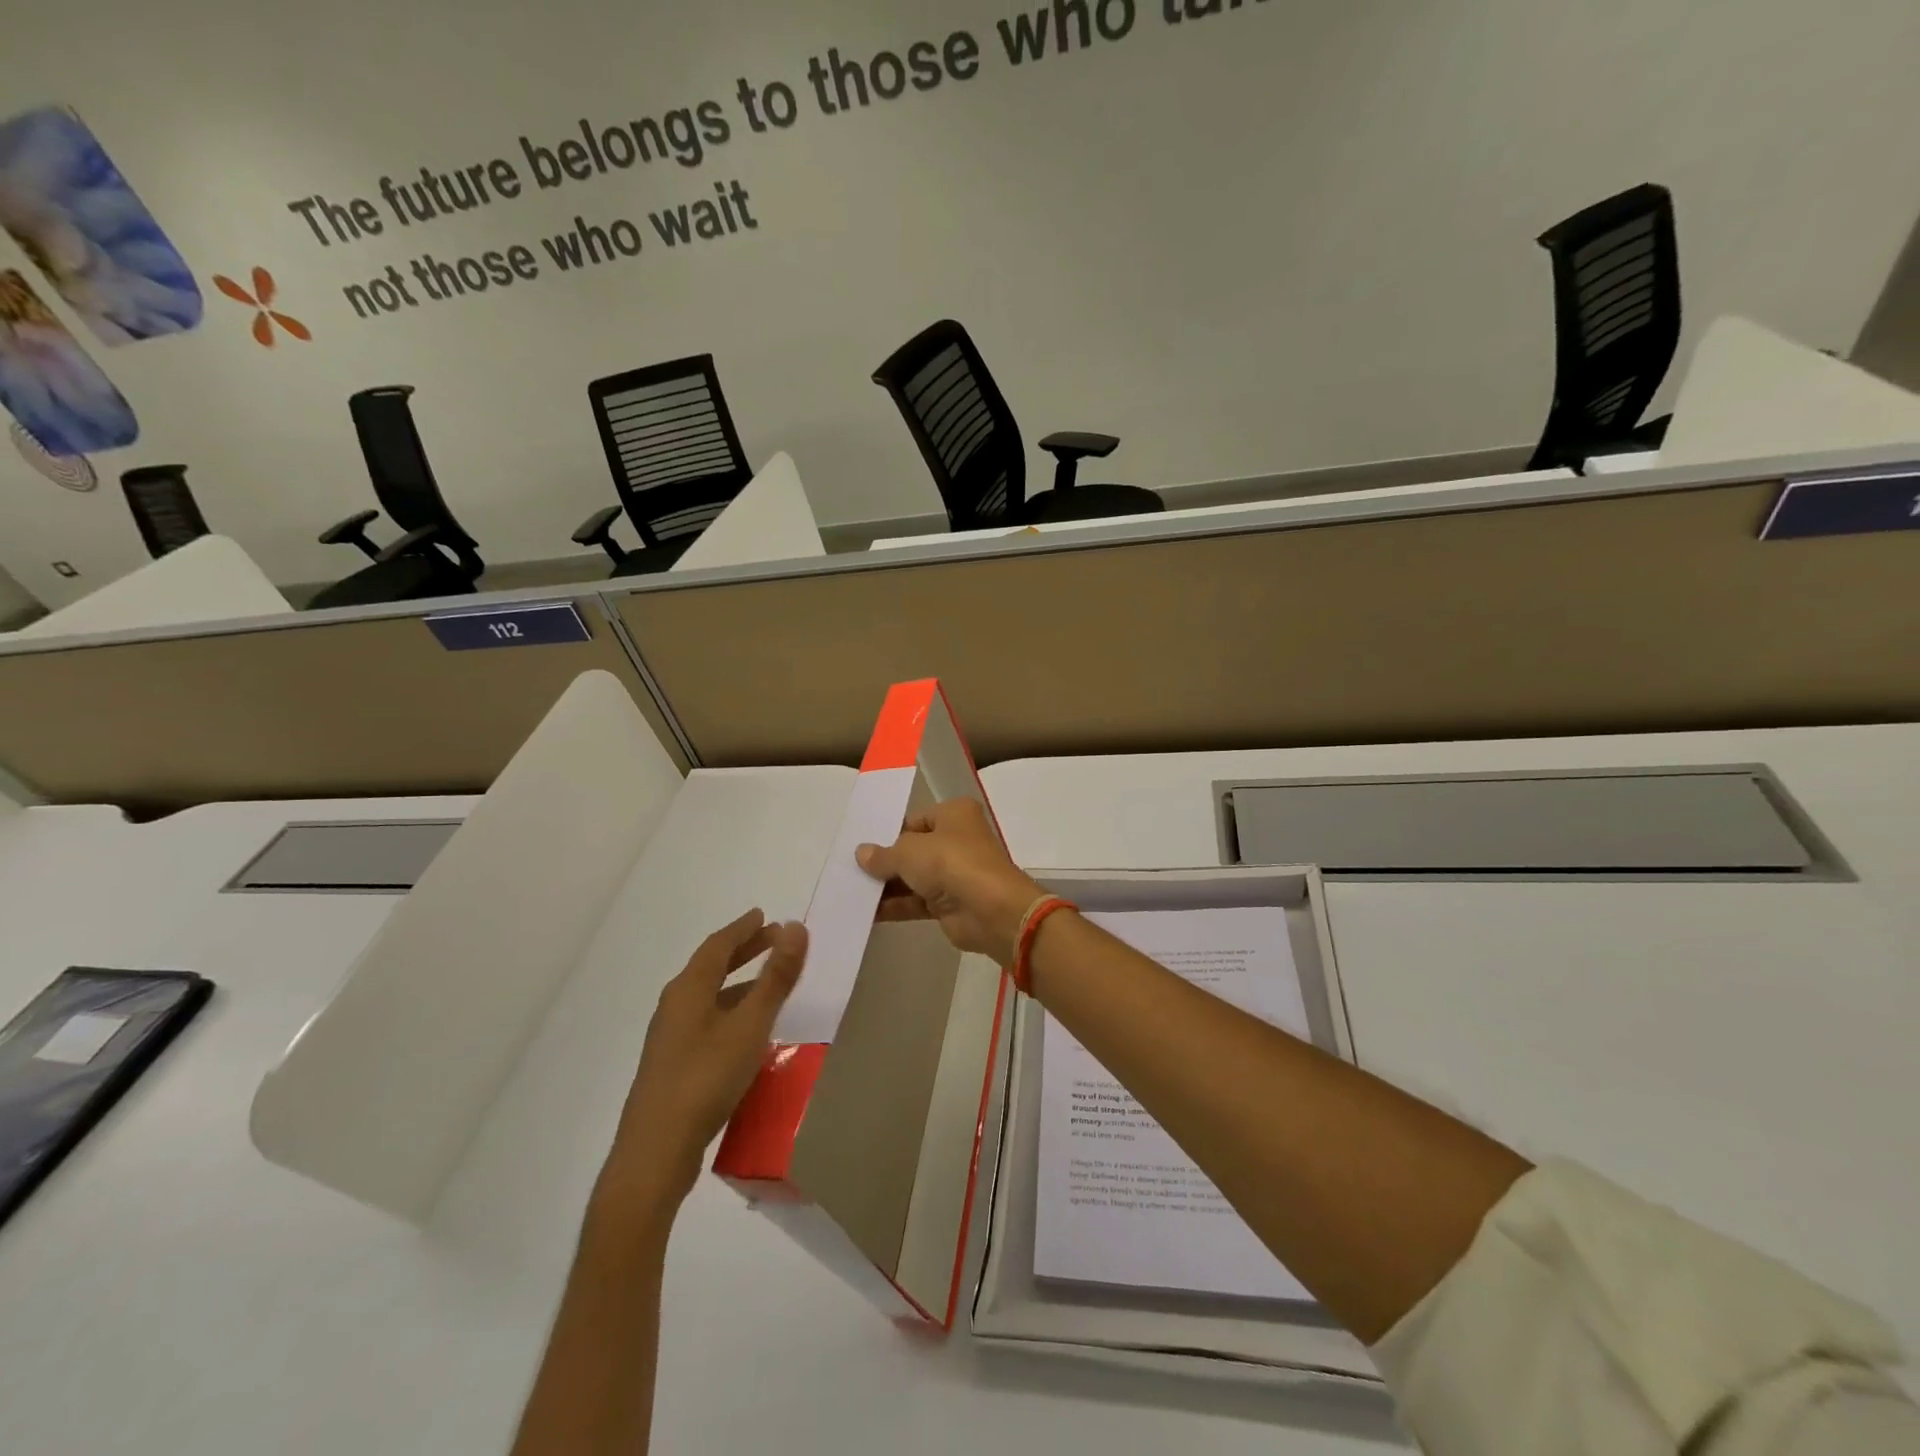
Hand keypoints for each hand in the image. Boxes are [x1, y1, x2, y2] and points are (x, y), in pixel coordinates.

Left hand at [592, 910, 807, 1229]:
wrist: (656, 1152)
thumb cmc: (706, 1078)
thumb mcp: (750, 1024)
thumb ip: (775, 977)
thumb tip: (796, 927)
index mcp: (688, 989)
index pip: (717, 945)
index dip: (743, 928)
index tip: (764, 915)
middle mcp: (674, 1006)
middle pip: (710, 967)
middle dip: (742, 951)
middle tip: (773, 939)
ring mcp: (670, 1038)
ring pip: (708, 995)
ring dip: (738, 982)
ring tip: (768, 981)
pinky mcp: (673, 1065)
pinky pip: (707, 1020)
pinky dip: (730, 1009)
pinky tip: (747, 1030)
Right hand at [856, 797, 1041, 963]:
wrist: (991, 910)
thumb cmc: (951, 863)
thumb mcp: (910, 852)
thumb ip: (884, 855)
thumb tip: (862, 853)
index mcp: (954, 814)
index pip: (915, 820)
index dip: (890, 833)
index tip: (862, 846)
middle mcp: (957, 840)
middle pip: (913, 849)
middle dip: (885, 862)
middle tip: (850, 870)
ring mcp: (954, 873)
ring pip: (914, 877)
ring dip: (887, 886)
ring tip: (851, 892)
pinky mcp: (950, 903)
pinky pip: (917, 901)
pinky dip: (896, 906)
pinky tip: (867, 912)